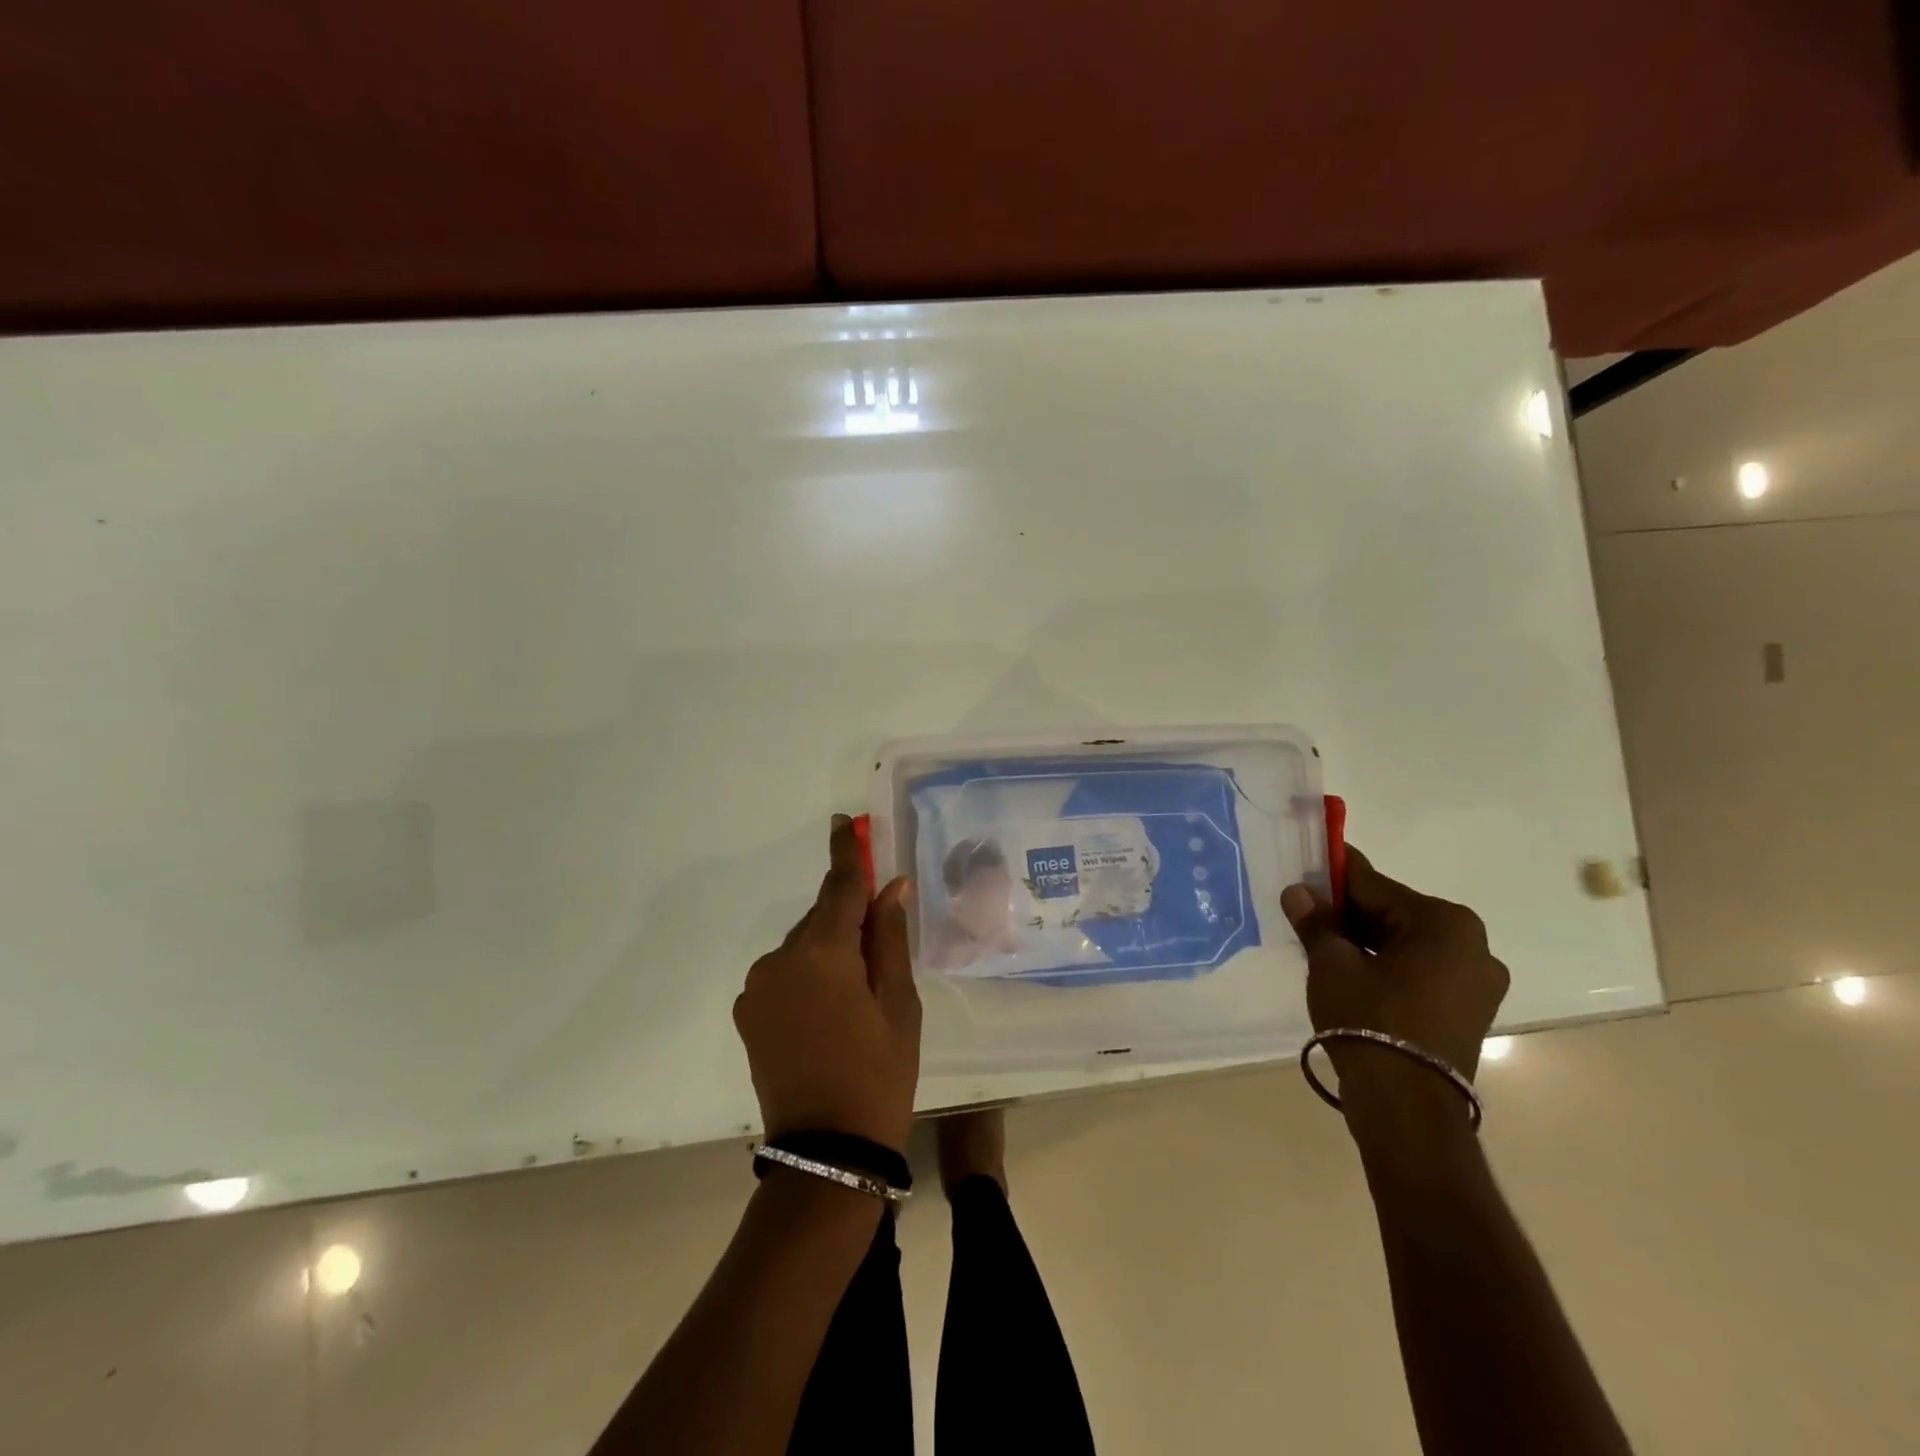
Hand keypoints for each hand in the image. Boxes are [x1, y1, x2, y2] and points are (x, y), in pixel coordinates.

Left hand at [734, 817, 922, 1153]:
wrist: (827, 1152)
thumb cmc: (879, 1074)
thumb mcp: (900, 1005)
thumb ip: (890, 938)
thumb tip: (891, 887)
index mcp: (824, 953)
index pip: (839, 886)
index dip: (846, 852)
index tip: (845, 822)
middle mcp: (781, 959)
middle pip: (822, 917)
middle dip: (849, 919)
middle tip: (880, 950)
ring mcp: (758, 986)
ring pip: (803, 945)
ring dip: (829, 951)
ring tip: (855, 997)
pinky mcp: (748, 1011)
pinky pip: (785, 972)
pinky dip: (808, 975)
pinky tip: (828, 1012)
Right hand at [1281, 847, 1508, 1116]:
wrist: (1407, 1108)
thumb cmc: (1370, 1021)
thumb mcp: (1332, 964)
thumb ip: (1316, 922)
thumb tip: (1298, 892)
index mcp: (1444, 922)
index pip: (1374, 885)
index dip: (1334, 877)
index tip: (1307, 867)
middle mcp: (1472, 944)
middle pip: (1394, 913)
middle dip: (1349, 912)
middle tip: (1306, 910)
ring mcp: (1476, 981)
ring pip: (1406, 943)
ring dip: (1366, 940)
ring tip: (1322, 943)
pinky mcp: (1469, 1010)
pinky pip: (1420, 970)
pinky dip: (1386, 965)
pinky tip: (1351, 972)